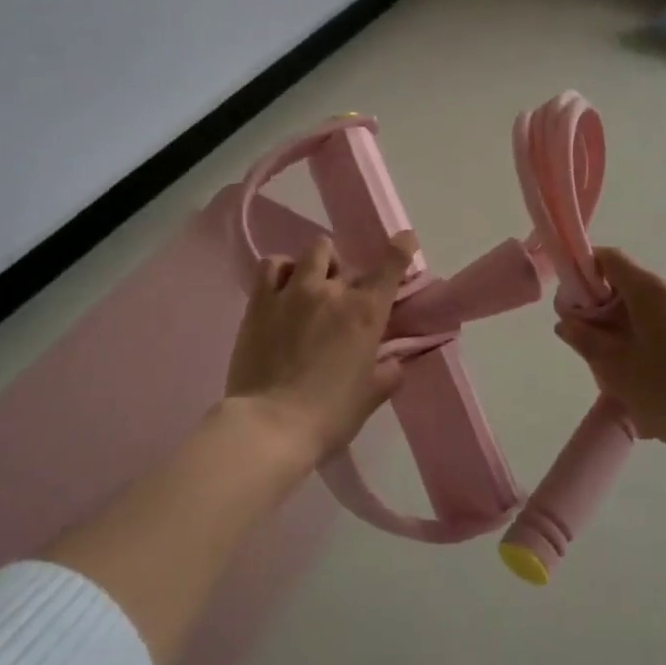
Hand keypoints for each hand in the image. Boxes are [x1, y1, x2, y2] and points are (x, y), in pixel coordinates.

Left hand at [225, 230, 418, 463]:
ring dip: (317, 263)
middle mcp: (332, 291)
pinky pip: (272, 265)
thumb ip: (388, 373)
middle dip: (346, 274)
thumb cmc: (329, 415)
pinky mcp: (260, 301)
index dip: (401, 247)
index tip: (405, 239)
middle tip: (340, 298)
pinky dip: (282, 268)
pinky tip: (282, 286)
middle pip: (345, 259)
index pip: (391, 265)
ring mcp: (294, 291)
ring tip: (310, 283)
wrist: (271, 425)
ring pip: (312, 251)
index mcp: (365, 312)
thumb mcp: (370, 397)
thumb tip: (394, 362)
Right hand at [552, 245, 665, 466]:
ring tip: (633, 366)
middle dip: (610, 307)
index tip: (576, 304)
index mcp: (652, 290)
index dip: (587, 272)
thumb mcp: (617, 371)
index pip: (611, 258)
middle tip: (598, 345)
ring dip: (639, 323)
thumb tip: (567, 322)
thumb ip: (586, 341)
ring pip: (660, 305)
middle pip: (635, 284)